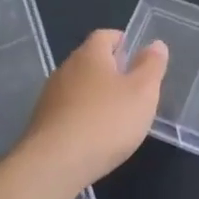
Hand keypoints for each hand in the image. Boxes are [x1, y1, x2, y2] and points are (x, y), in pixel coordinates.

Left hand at [17, 30, 168, 193]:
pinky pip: (68, 110)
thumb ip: (151, 65)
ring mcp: (50, 96)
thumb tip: (156, 44)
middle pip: (90, 60)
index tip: (138, 58)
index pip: (105, 35)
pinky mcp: (42, 122)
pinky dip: (83, 116)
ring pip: (78, 86)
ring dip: (96, 95)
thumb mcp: (142, 92)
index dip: (123, 42)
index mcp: (90, 55)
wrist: (55, 163)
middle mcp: (66, 68)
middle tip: (133, 88)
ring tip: (116, 115)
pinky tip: (94, 136)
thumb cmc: (106, 121)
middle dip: (111, 70)